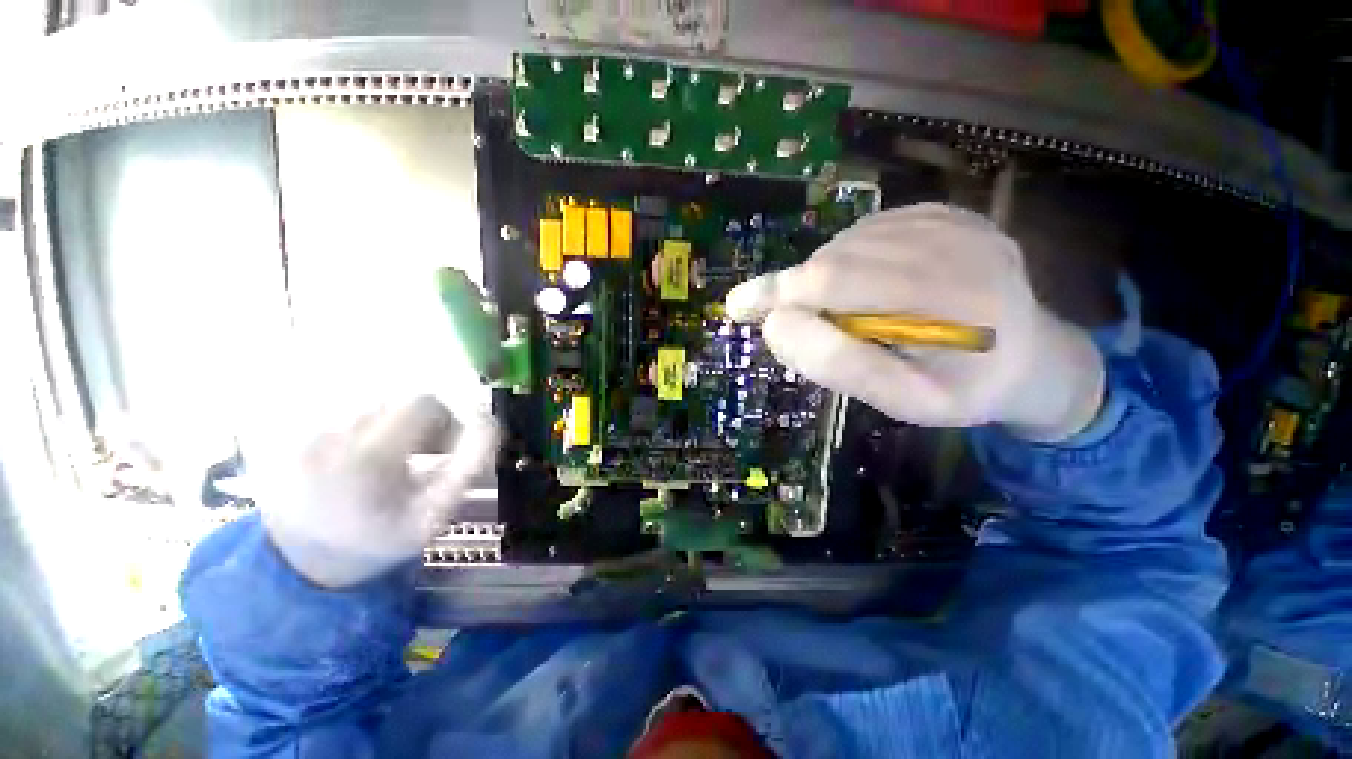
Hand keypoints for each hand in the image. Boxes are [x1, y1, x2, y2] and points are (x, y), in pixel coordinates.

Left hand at [256, 396, 497, 587]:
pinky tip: (360, 457)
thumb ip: (470, 464)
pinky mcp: (291, 431)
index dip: (445, 422)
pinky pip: (344, 411)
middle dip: (420, 424)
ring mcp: (305, 431)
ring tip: (390, 460)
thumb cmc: (380, 540)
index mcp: (370, 456)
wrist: (304, 564)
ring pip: (374, 405)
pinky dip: (364, 428)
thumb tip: (490, 422)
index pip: (424, 403)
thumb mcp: (436, 512)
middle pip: (398, 402)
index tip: (445, 449)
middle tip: (422, 457)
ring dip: (393, 426)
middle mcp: (331, 434)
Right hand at [727, 203, 1103, 440]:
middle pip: (838, 258)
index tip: (739, 305)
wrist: (1032, 355)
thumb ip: (839, 365)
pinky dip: (847, 260)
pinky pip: (870, 230)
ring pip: (848, 242)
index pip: (838, 282)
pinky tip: (861, 286)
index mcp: (954, 300)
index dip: (779, 292)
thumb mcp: (903, 401)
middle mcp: (957, 244)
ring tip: (841, 312)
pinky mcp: (948, 211)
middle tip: (793, 322)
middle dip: (799, 291)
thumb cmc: (965, 389)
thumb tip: (777, 325)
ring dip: (824, 278)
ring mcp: (955, 220)